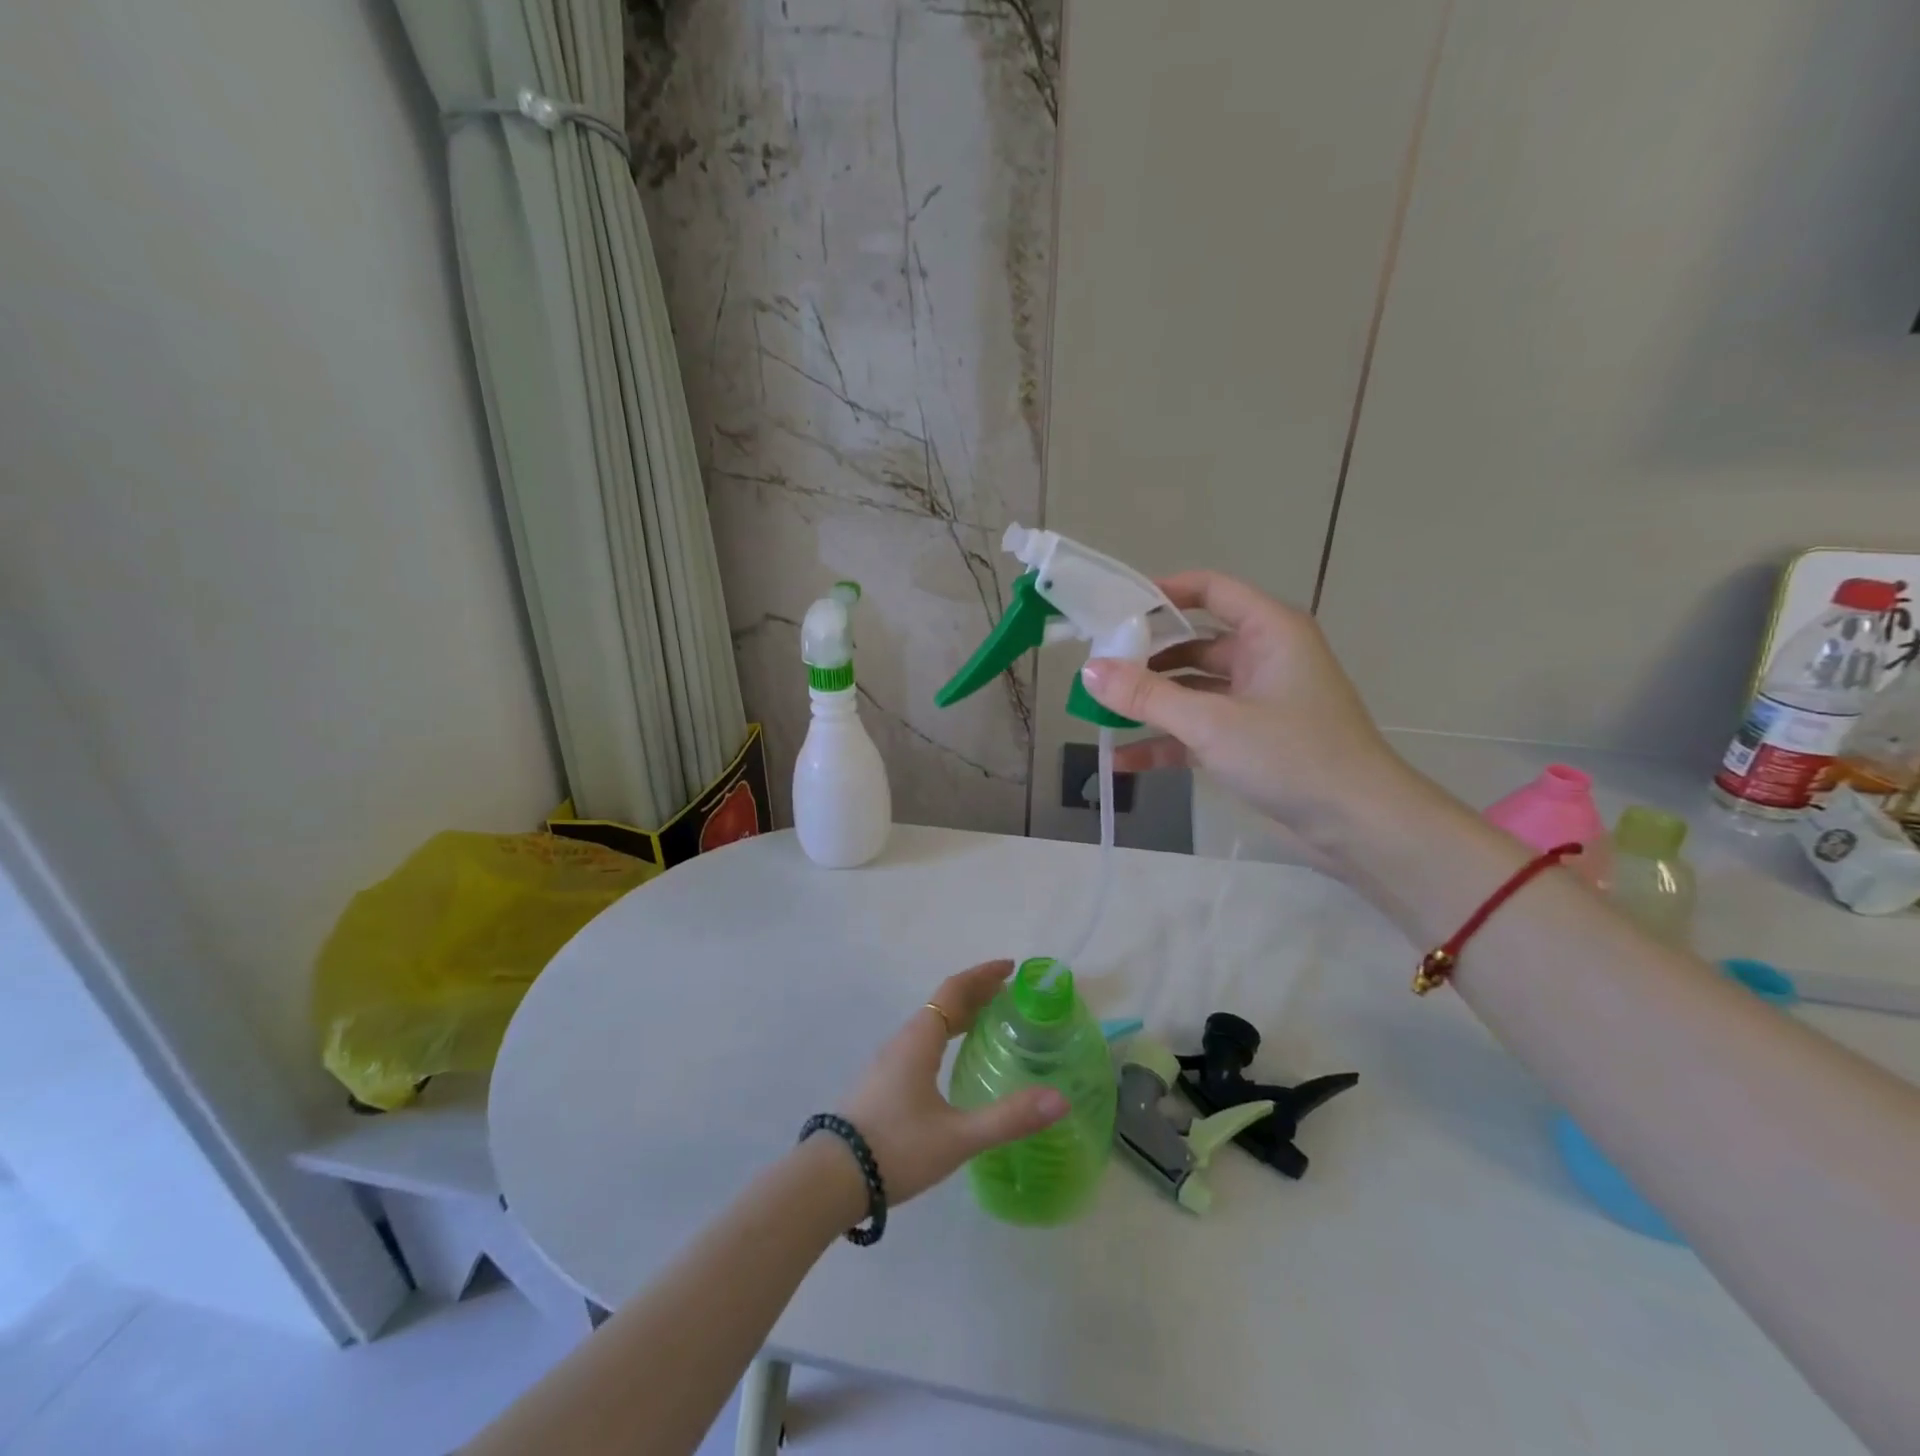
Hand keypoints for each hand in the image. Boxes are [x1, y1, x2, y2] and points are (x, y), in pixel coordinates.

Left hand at [837, 960, 1067, 1205]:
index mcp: (920, 1040)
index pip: (955, 991)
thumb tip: (1060, 1098)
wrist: (830, 1179)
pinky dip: (945, 1034)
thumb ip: (1009, 1118)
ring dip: (959, 1014)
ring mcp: (888, 1062)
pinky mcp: (881, 1083)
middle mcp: (903, 1041)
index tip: (1011, 968)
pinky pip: (920, 1042)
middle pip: (943, 1004)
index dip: (983, 975)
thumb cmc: (896, 1148)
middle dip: (976, 993)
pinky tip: (951, 1059)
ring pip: (929, 1023)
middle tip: (1009, 994)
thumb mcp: (957, 1136)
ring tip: (987, 1021)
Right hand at [1079, 571, 1414, 855]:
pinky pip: (1201, 729)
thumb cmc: (1292, 756)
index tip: (1112, 610)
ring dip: (1151, 706)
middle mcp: (1264, 657)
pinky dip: (1168, 741)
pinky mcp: (1253, 739)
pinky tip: (1125, 761)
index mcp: (1269, 631)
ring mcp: (1258, 700)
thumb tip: (1090, 671)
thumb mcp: (1212, 723)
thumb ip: (1147, 696)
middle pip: (1193, 644)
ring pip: (1193, 691)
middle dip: (1145, 660)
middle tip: (1096, 671)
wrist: (1359, 825)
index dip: (1161, 593)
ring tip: (1099, 716)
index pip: (1210, 590)